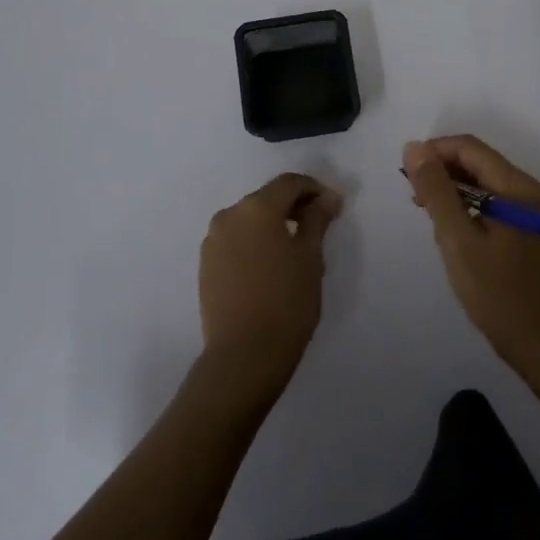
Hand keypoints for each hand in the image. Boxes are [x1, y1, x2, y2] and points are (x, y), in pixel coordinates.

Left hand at [198, 173, 341, 394]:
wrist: (243, 356)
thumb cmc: (286, 302)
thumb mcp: (311, 257)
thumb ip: (318, 219)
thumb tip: (327, 197)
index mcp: (257, 207)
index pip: (290, 183)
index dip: (315, 189)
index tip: (333, 207)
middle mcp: (230, 215)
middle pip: (267, 198)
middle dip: (294, 206)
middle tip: (318, 227)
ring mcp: (213, 240)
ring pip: (250, 220)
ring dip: (273, 225)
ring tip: (295, 250)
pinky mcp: (206, 265)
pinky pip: (236, 240)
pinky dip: (255, 242)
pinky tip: (270, 266)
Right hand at [404, 136, 539, 365]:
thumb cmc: (498, 293)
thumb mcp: (458, 240)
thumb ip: (436, 191)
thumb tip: (414, 148)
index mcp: (517, 186)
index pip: (469, 148)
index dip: (434, 152)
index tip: (406, 174)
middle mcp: (528, 190)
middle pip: (477, 162)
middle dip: (442, 171)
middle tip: (414, 198)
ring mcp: (530, 210)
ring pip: (483, 182)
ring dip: (452, 190)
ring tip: (427, 214)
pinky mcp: (526, 229)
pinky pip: (491, 202)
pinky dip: (467, 206)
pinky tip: (450, 229)